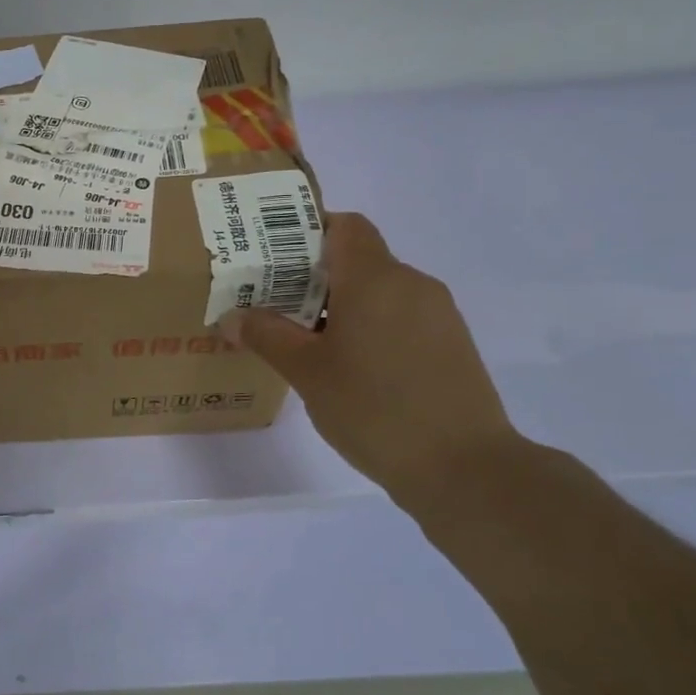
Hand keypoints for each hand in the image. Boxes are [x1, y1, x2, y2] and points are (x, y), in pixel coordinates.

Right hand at [221, 212, 522, 506]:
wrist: (464, 468)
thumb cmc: (374, 408)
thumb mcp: (307, 373)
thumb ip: (267, 336)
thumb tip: (231, 317)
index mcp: (375, 279)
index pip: (345, 225)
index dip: (309, 231)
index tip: (274, 258)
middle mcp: (412, 284)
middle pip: (358, 259)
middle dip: (314, 277)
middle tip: (274, 305)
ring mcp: (438, 314)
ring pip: (380, 291)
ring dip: (342, 305)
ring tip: (307, 342)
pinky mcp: (451, 344)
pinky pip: (401, 317)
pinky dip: (370, 326)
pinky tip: (350, 367)